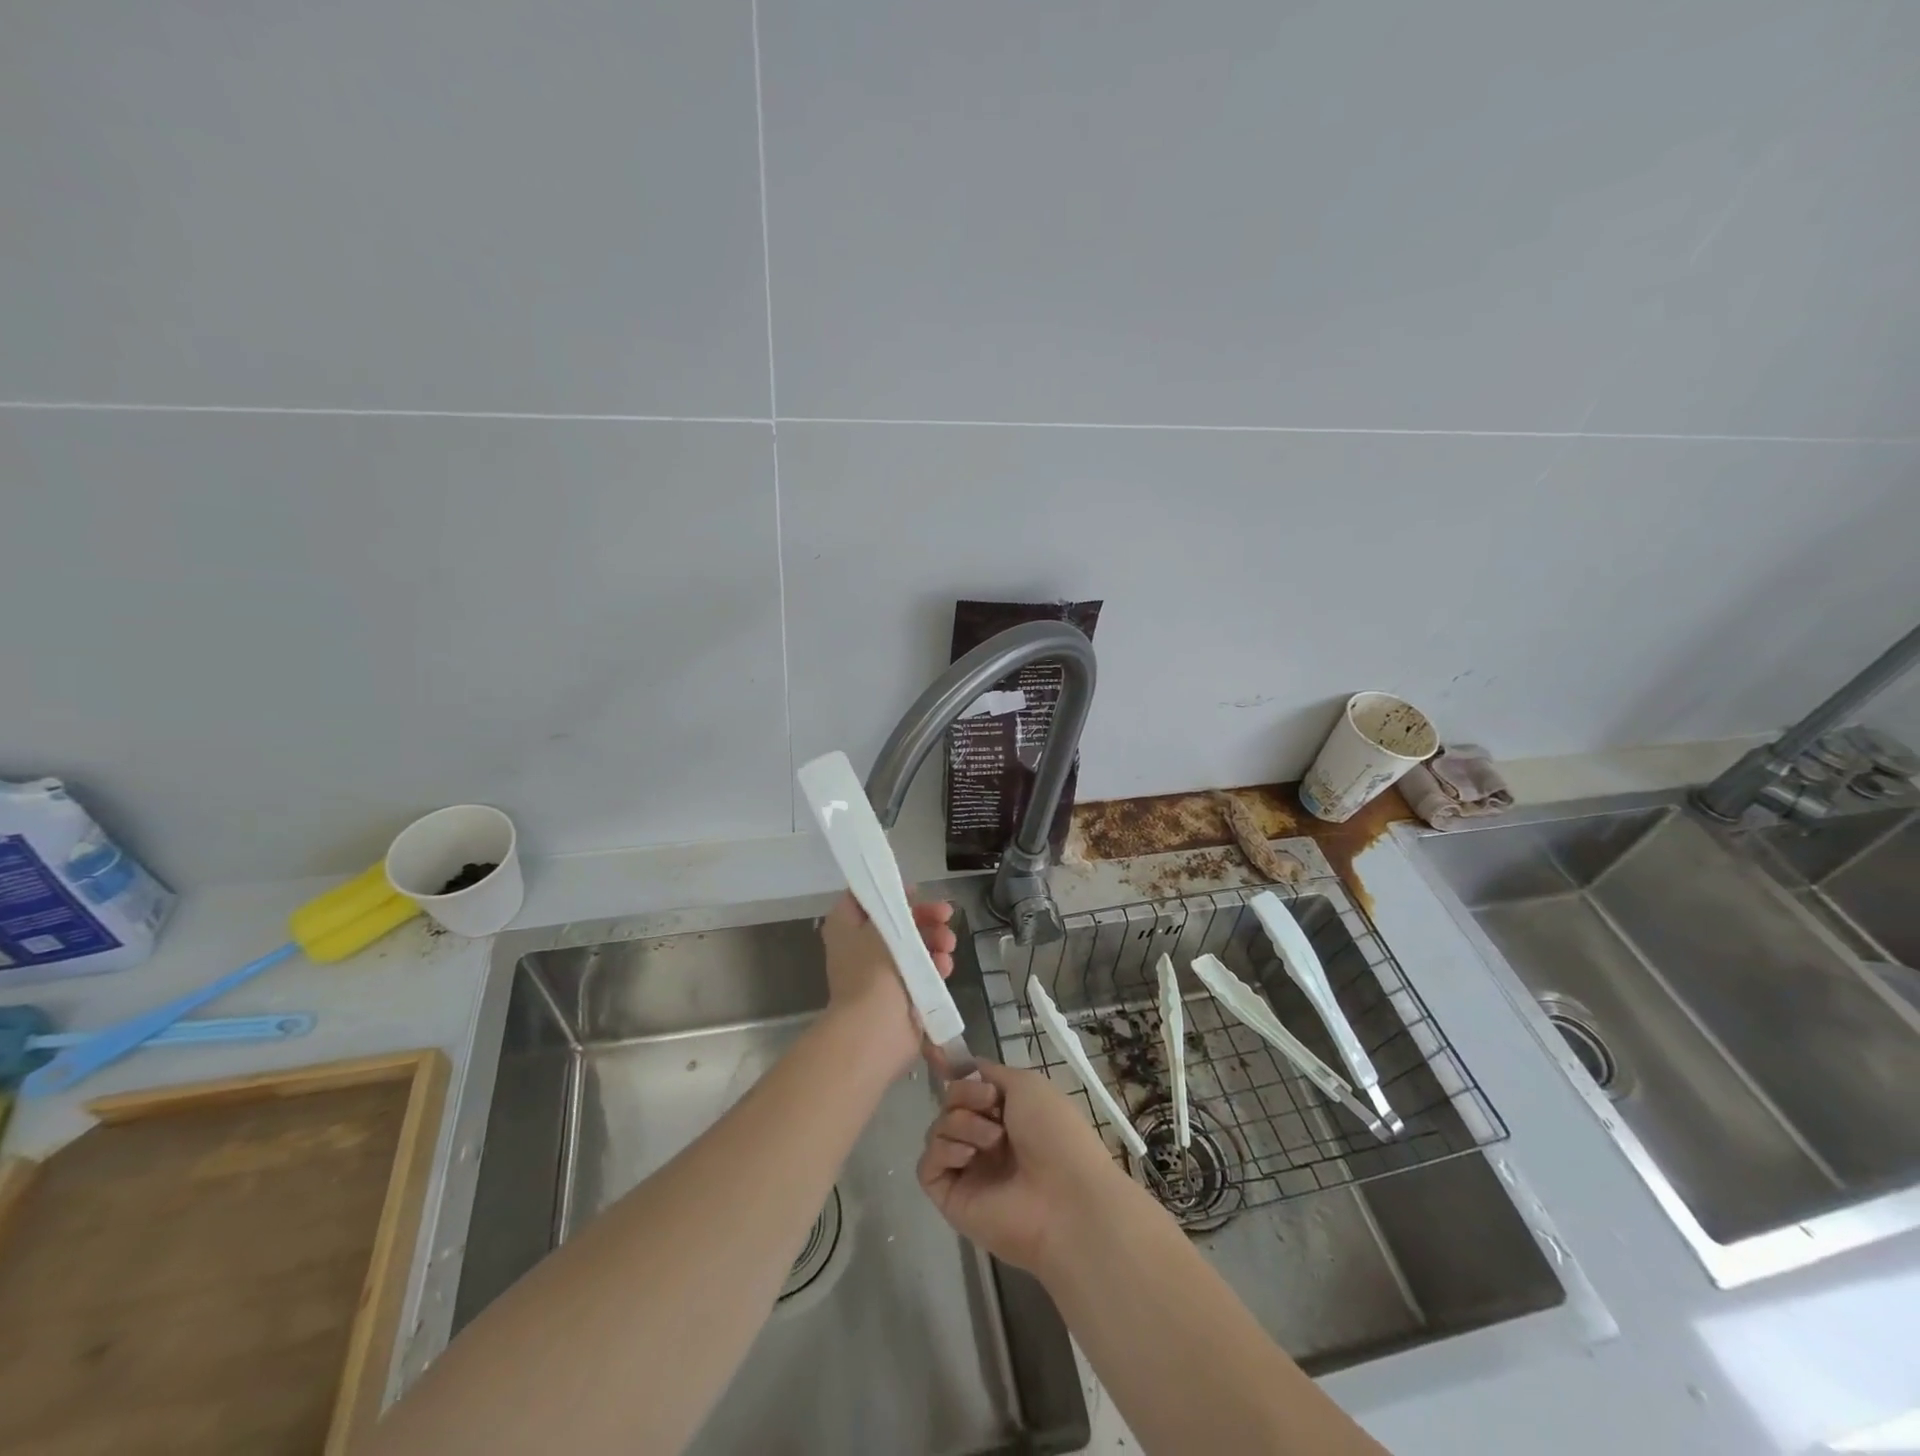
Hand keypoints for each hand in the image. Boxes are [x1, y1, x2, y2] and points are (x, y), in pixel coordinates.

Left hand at [818, 892, 956, 1077]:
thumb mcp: (879, 927)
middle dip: (924, 917)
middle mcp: (861, 947)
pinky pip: (923, 971)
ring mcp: (882, 973)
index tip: (916, 891)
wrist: (875, 1029)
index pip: (864, 899)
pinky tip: (945, 966)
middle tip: (946, 913)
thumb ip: (893, 908)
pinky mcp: (902, 994)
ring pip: (914, 946)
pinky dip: (935, 966)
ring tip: (948, 943)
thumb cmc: (871, 970)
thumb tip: (903, 899)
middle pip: (896, 921)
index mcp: (846, 928)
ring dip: (935, 940)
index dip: (889, 891)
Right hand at [918, 1060, 1127, 1274]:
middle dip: (966, 1096)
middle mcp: (984, 1139)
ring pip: (939, 1128)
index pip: (967, 1086)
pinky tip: (968, 1156)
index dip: (955, 1074)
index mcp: (1005, 1113)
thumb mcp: (1027, 1084)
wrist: (1063, 1197)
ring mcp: (967, 1169)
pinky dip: (944, 1152)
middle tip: (991, 1106)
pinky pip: (928, 1164)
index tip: (941, 1058)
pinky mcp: (952, 1197)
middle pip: (950, 1102)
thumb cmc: (1053, 1132)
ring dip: (962, 1124)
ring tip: (992, 1141)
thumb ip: (991, 1073)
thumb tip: (966, 1067)